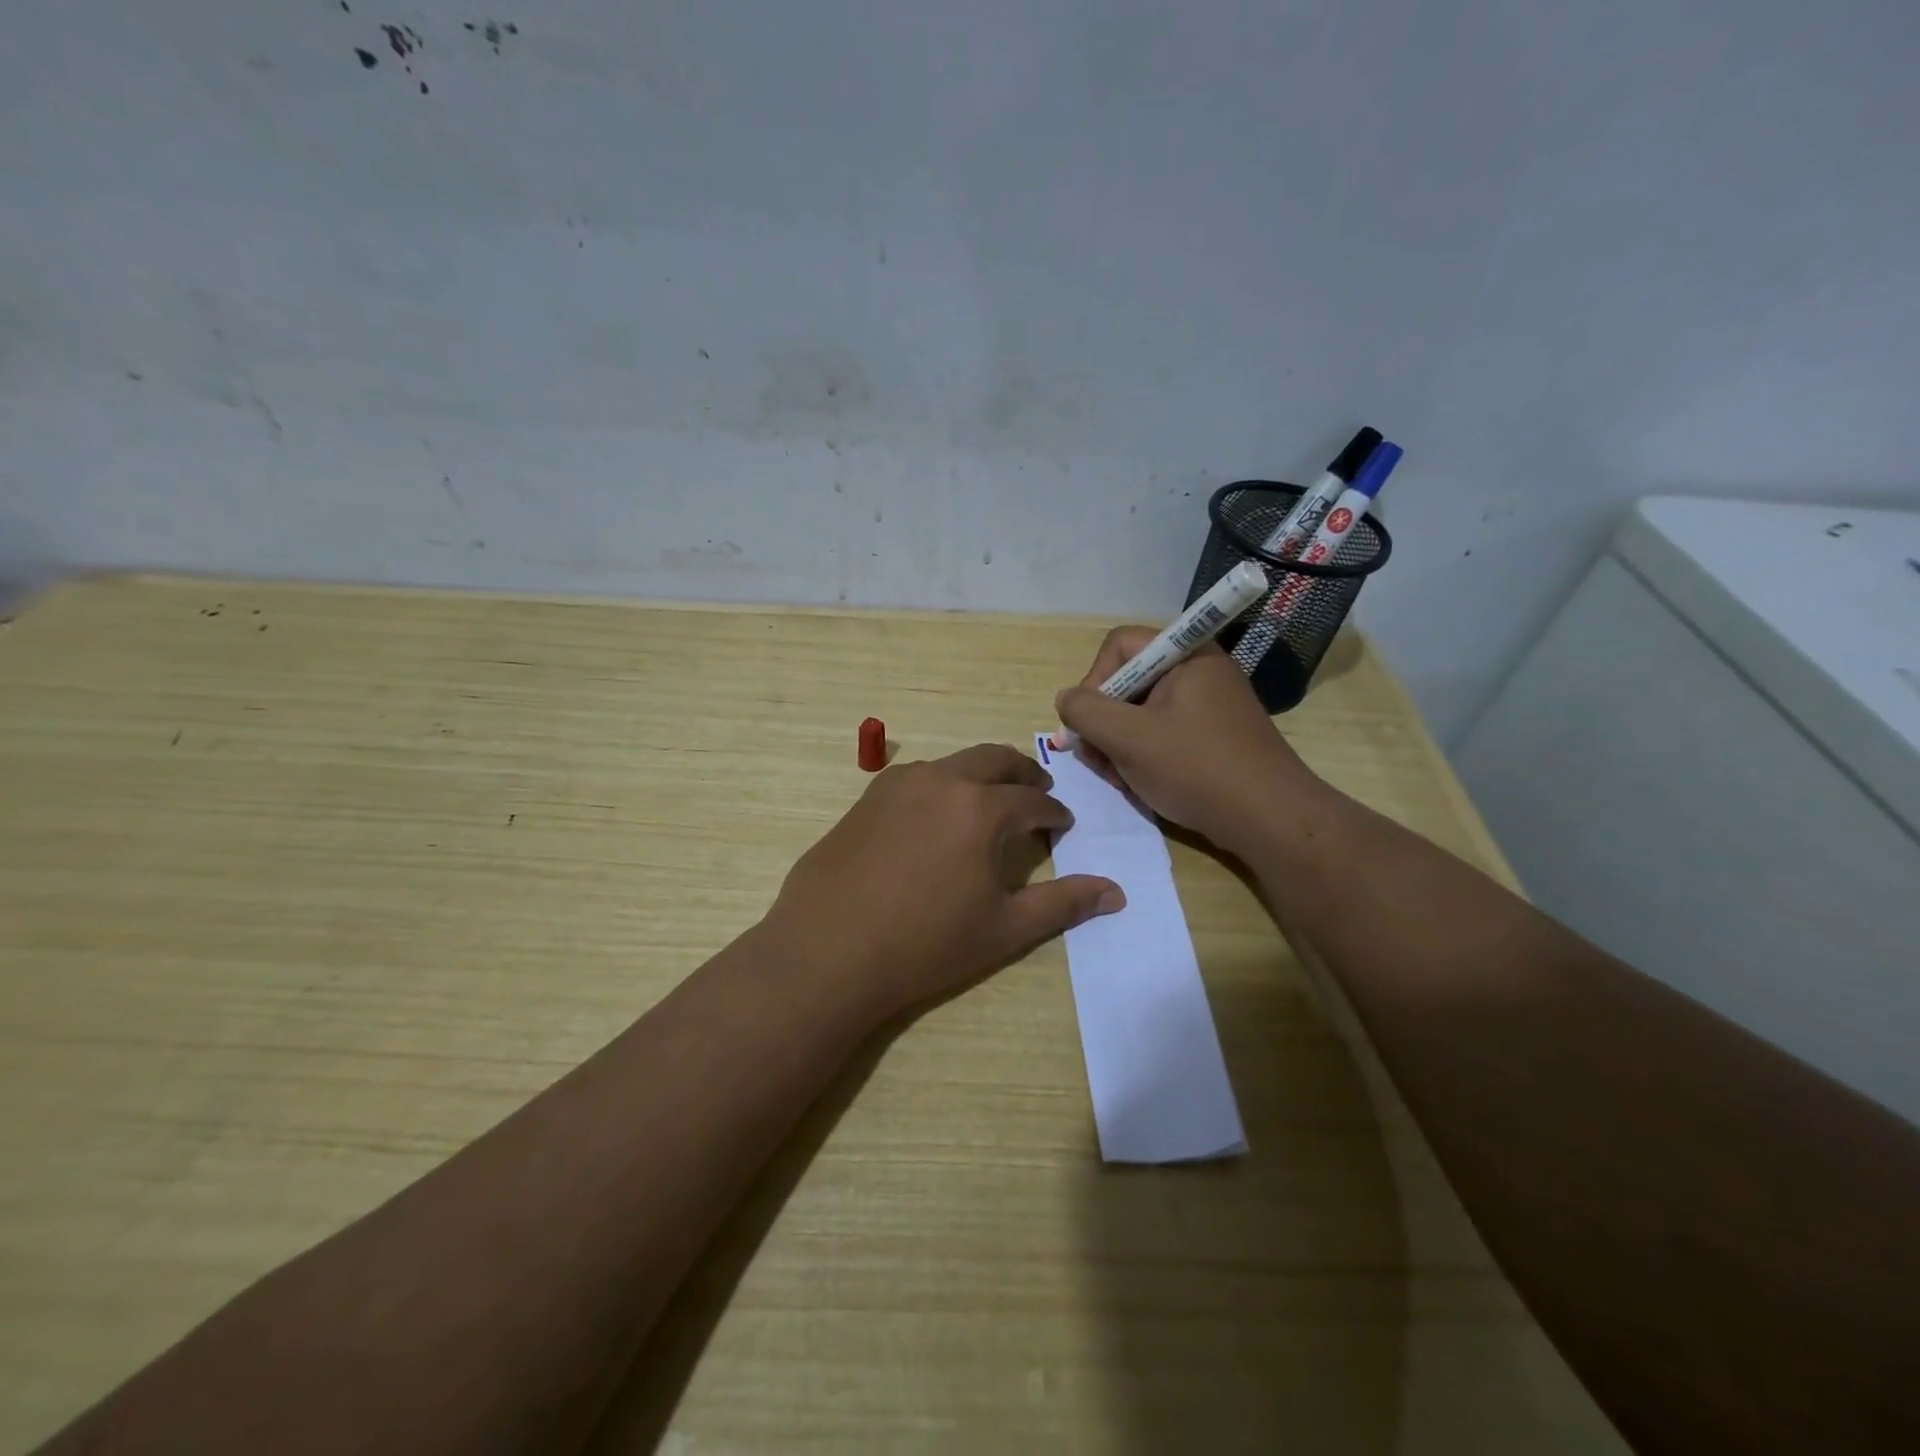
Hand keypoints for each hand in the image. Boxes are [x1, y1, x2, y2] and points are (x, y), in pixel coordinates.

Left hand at [765, 744, 1124, 1020]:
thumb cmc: (925, 945)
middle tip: (1037, 792)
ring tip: (988, 802)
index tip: (1062, 825)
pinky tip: (936, 817)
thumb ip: (1063, 904)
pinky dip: (941, 786)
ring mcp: (897, 785)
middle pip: (994, 760)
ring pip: (953, 764)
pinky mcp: (866, 798)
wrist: (828, 952)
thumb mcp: (1004, 929)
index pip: (1033, 801)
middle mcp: (941, 781)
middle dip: (1022, 774)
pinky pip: (916, 779)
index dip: (1054, 813)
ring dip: (980, 775)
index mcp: (981, 808)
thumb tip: (1116, 892)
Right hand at [1054, 627, 1326, 852]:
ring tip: (1120, 779)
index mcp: (1186, 655)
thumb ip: (1085, 711)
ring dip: (1119, 744)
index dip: (1093, 681)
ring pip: (1141, 712)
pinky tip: (1141, 784)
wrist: (1269, 819)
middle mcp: (1199, 670)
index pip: (1118, 646)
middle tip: (1099, 760)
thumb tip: (1066, 699)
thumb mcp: (1128, 738)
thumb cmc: (1195, 768)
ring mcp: (1208, 704)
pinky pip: (1163, 732)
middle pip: (1128, 681)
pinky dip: (1144, 755)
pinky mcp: (1213, 735)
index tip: (1090, 723)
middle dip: (1105, 722)